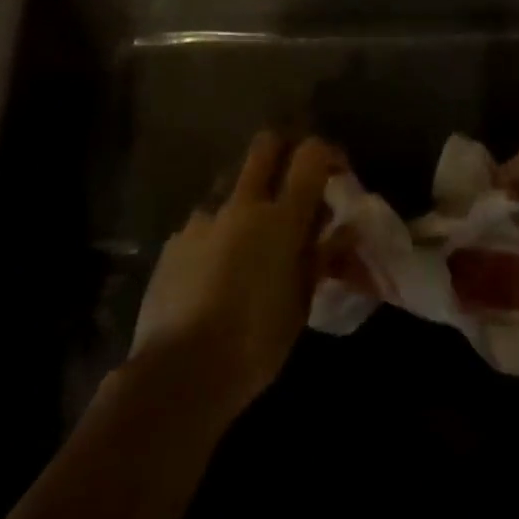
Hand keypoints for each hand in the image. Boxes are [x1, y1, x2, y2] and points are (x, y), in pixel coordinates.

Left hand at [130, 132, 343, 417]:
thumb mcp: (301, 303)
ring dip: (248, 197)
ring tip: (252, 240)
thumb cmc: (255, 341)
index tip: (336, 175)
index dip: (327, 154)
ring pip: (232, 183)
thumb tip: (343, 231)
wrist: (178, 373)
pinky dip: (218, 233)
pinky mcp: (175, 241)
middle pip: (266, 145)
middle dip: (284, 152)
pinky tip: (216, 270)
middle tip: (294, 184)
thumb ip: (321, 257)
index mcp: (281, 218)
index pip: (311, 154)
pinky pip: (205, 221)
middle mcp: (242, 204)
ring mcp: (203, 219)